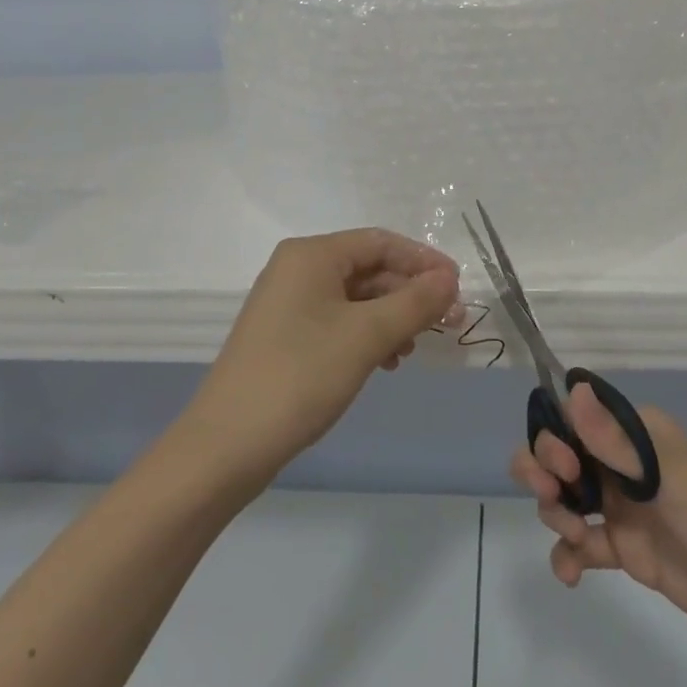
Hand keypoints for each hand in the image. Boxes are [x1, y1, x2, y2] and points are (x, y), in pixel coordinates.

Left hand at [187, 230, 461, 483]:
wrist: (228, 445)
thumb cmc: (301, 376)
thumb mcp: (366, 336)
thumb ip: (414, 303)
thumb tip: (449, 279)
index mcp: (312, 254)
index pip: (380, 242)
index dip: (424, 261)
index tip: (458, 287)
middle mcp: (297, 268)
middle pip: (369, 268)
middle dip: (410, 294)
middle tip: (448, 324)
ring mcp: (288, 303)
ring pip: (356, 297)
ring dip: (391, 318)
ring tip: (413, 350)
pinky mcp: (285, 334)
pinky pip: (338, 320)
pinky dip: (367, 335)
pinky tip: (385, 362)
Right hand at [511, 384, 686, 668]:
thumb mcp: (670, 476)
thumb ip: (616, 441)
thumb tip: (572, 388)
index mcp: (634, 433)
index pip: (573, 418)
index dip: (554, 436)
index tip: (563, 466)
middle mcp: (622, 463)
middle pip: (559, 454)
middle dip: (542, 470)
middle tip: (554, 497)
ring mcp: (623, 507)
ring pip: (564, 496)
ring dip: (555, 513)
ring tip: (577, 540)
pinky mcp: (627, 550)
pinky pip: (581, 545)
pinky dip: (567, 555)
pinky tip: (570, 574)